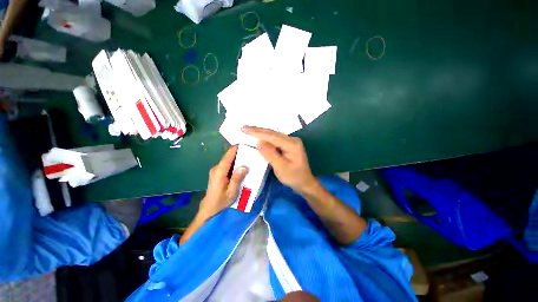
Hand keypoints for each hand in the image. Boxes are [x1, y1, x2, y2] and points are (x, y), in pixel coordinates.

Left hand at [199, 145, 247, 218]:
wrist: (209, 208)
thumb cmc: (221, 201)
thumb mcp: (232, 192)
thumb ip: (237, 178)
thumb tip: (244, 166)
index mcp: (219, 172)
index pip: (228, 156)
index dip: (235, 149)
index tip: (244, 143)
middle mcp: (216, 168)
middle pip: (228, 157)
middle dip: (238, 152)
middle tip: (250, 150)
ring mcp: (216, 170)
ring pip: (227, 160)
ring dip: (236, 157)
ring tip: (248, 156)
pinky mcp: (217, 172)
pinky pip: (226, 164)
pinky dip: (234, 163)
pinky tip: (241, 165)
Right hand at [242, 126, 316, 192]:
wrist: (305, 182)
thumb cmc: (294, 177)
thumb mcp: (281, 168)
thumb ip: (270, 154)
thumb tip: (258, 142)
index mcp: (292, 144)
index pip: (272, 136)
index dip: (258, 132)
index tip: (245, 129)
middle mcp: (292, 139)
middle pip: (273, 133)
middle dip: (258, 130)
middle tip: (244, 128)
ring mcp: (291, 141)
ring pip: (273, 135)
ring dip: (261, 133)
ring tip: (248, 130)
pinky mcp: (288, 145)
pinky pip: (275, 139)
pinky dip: (265, 138)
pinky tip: (259, 136)